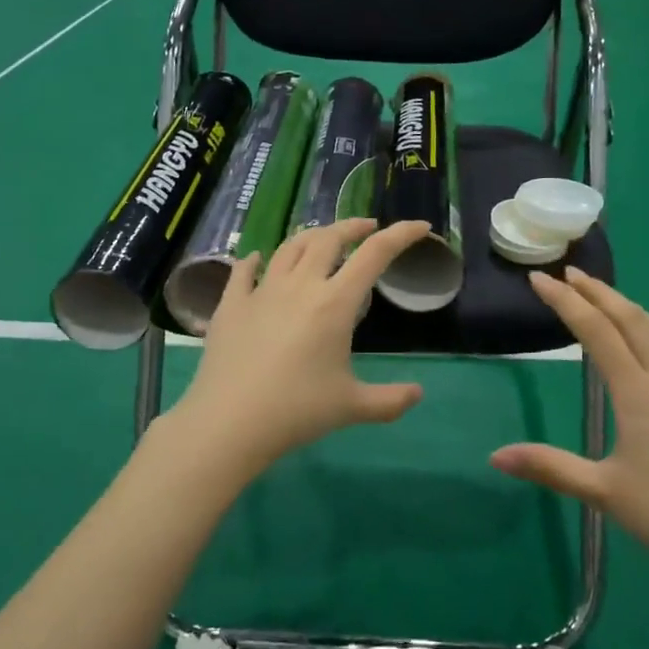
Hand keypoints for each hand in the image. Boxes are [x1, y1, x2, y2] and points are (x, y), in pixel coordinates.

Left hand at [152, 219, 431, 477]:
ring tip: (321, 239)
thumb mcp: (352, 407)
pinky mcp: (230, 305)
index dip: (401, 234)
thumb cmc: (296, 411)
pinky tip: (256, 259)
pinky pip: (243, 271)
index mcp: (334, 303)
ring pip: (288, 247)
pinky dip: (253, 260)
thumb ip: (390, 400)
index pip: (375, 254)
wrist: (229, 422)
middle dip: (352, 227)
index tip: (420, 226)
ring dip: (310, 236)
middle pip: (329, 238)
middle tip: (367, 228)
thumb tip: (418, 394)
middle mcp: (300, 286)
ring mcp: (261, 291)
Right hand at [490, 267, 648, 631]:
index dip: (566, 302)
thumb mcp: (603, 493)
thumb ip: (549, 467)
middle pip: (633, 320)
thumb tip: (495, 456)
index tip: (541, 280)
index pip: (596, 332)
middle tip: (570, 274)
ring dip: (629, 308)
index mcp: (639, 394)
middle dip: (599, 293)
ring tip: (606, 298)